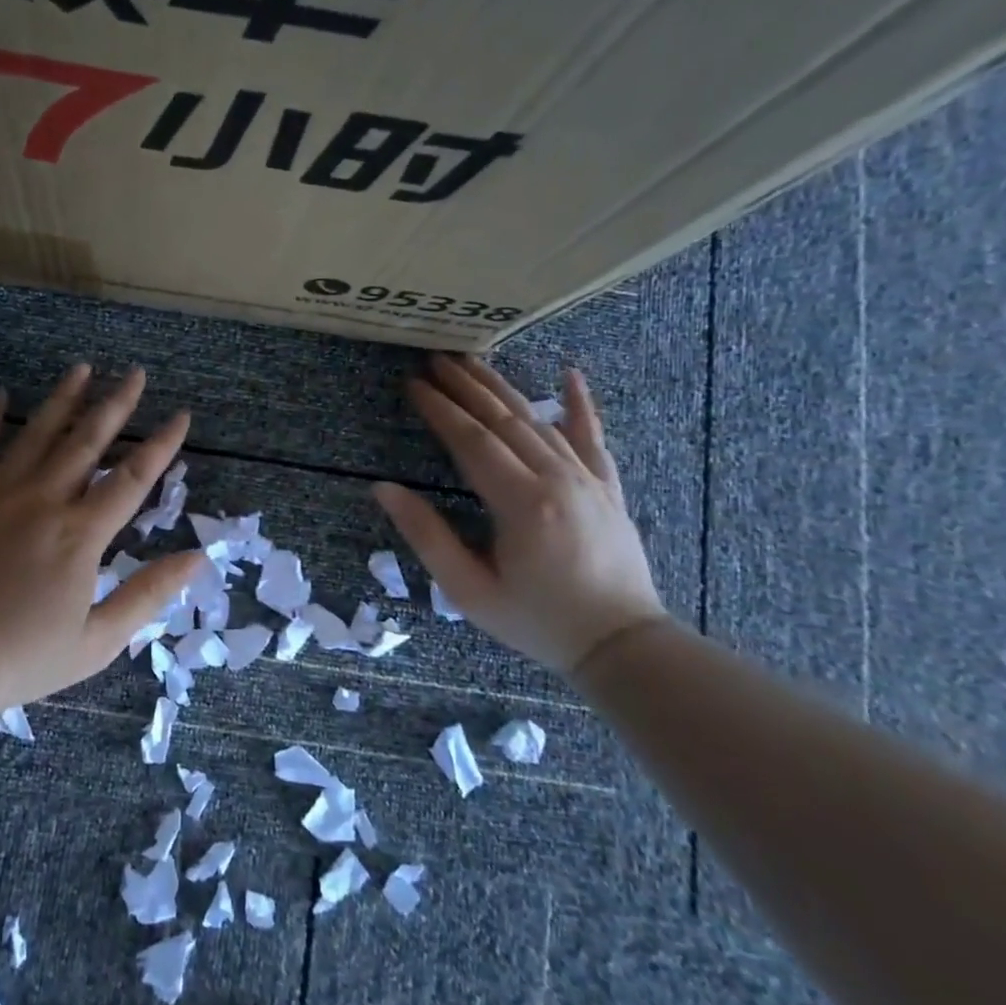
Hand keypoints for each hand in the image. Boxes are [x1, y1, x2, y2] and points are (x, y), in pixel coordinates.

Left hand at [0, 364, 206, 715]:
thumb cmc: (21, 657)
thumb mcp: (97, 641)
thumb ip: (147, 595)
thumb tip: (197, 558)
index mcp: (80, 534)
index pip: (131, 478)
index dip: (161, 445)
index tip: (180, 415)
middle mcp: (43, 501)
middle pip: (87, 442)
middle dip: (116, 405)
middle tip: (135, 373)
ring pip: (37, 435)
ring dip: (63, 399)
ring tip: (82, 368)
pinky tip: (0, 396)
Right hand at [373, 355, 667, 673]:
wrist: (622, 646)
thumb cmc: (537, 621)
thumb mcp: (468, 589)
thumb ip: (426, 535)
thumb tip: (383, 488)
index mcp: (521, 502)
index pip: (471, 440)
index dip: (440, 409)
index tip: (414, 384)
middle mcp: (556, 478)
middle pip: (504, 419)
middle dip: (466, 386)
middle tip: (435, 358)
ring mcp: (588, 479)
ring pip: (539, 421)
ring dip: (503, 388)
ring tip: (474, 360)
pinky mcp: (608, 488)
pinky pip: (592, 437)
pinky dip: (580, 405)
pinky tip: (570, 374)